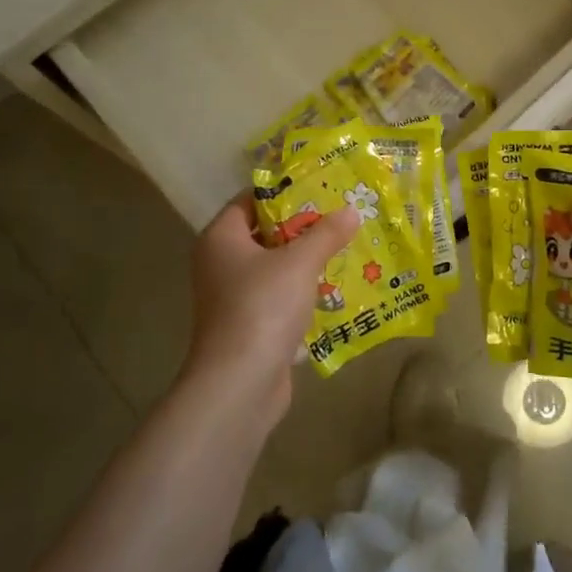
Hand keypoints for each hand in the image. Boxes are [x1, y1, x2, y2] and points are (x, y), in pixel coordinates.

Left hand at [183, 195, 359, 422]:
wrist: (239, 384)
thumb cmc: (262, 307)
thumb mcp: (300, 263)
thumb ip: (326, 234)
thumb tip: (350, 211)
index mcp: (221, 238)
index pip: (250, 200)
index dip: (284, 192)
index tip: (320, 187)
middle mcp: (220, 264)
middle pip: (266, 234)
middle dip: (303, 228)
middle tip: (341, 216)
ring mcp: (233, 298)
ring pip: (275, 268)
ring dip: (306, 262)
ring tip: (346, 248)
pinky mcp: (249, 326)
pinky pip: (279, 298)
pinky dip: (303, 293)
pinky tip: (336, 289)